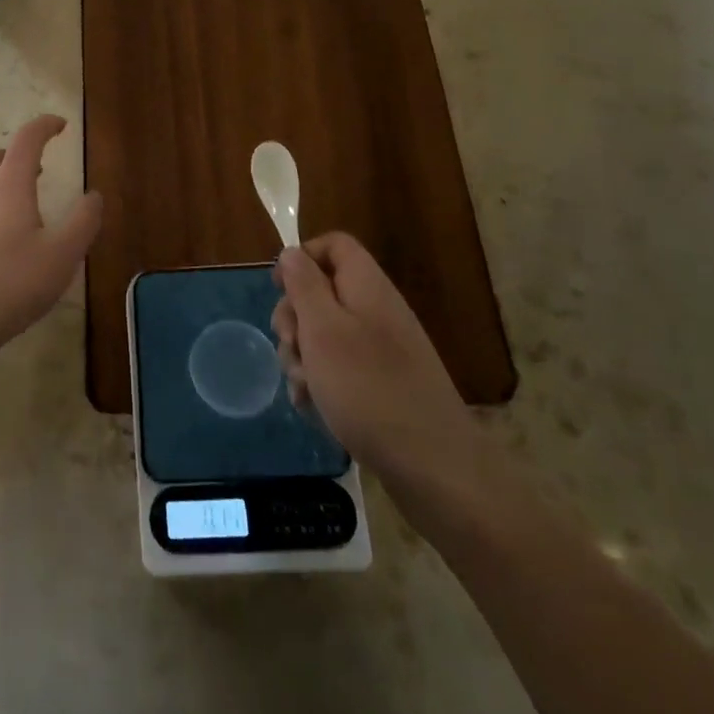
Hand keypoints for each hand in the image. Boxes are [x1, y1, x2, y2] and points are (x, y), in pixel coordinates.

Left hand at [0, 115, 102, 360]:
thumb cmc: (13, 284)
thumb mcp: (63, 255)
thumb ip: (84, 221)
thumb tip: (94, 195)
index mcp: (9, 187)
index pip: (26, 140)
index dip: (44, 126)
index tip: (61, 125)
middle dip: (18, 154)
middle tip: (41, 166)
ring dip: (5, 184)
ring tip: (29, 208)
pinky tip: (8, 245)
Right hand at [272, 233, 480, 495]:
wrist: (434, 469)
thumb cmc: (368, 389)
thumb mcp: (323, 330)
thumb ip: (304, 285)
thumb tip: (292, 252)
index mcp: (366, 286)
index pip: (333, 245)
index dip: (302, 258)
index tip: (278, 289)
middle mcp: (376, 310)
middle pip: (322, 291)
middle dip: (294, 317)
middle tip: (290, 346)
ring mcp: (381, 350)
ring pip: (325, 334)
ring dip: (302, 356)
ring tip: (302, 387)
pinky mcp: (381, 385)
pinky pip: (339, 369)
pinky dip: (321, 382)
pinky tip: (313, 407)